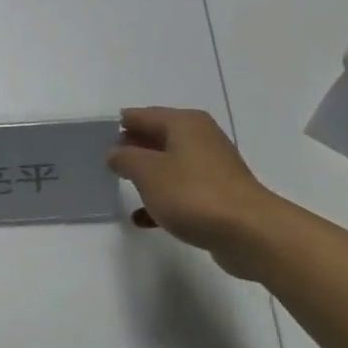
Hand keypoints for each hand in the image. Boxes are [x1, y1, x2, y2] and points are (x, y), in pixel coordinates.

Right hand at [107, 107, 279, 280]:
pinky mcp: (218, 195)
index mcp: (184, 123)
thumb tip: (116, 152)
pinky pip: (182, 190)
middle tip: (107, 160)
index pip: (143, 115)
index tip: (98, 136)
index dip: (121, 124)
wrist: (249, 232)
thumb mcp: (148, 172)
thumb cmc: (193, 193)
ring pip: (170, 165)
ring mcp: (212, 167)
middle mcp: (201, 138)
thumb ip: (126, 159)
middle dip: (133, 148)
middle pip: (158, 137)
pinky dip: (163, 199)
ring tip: (122, 186)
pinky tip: (144, 218)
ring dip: (148, 175)